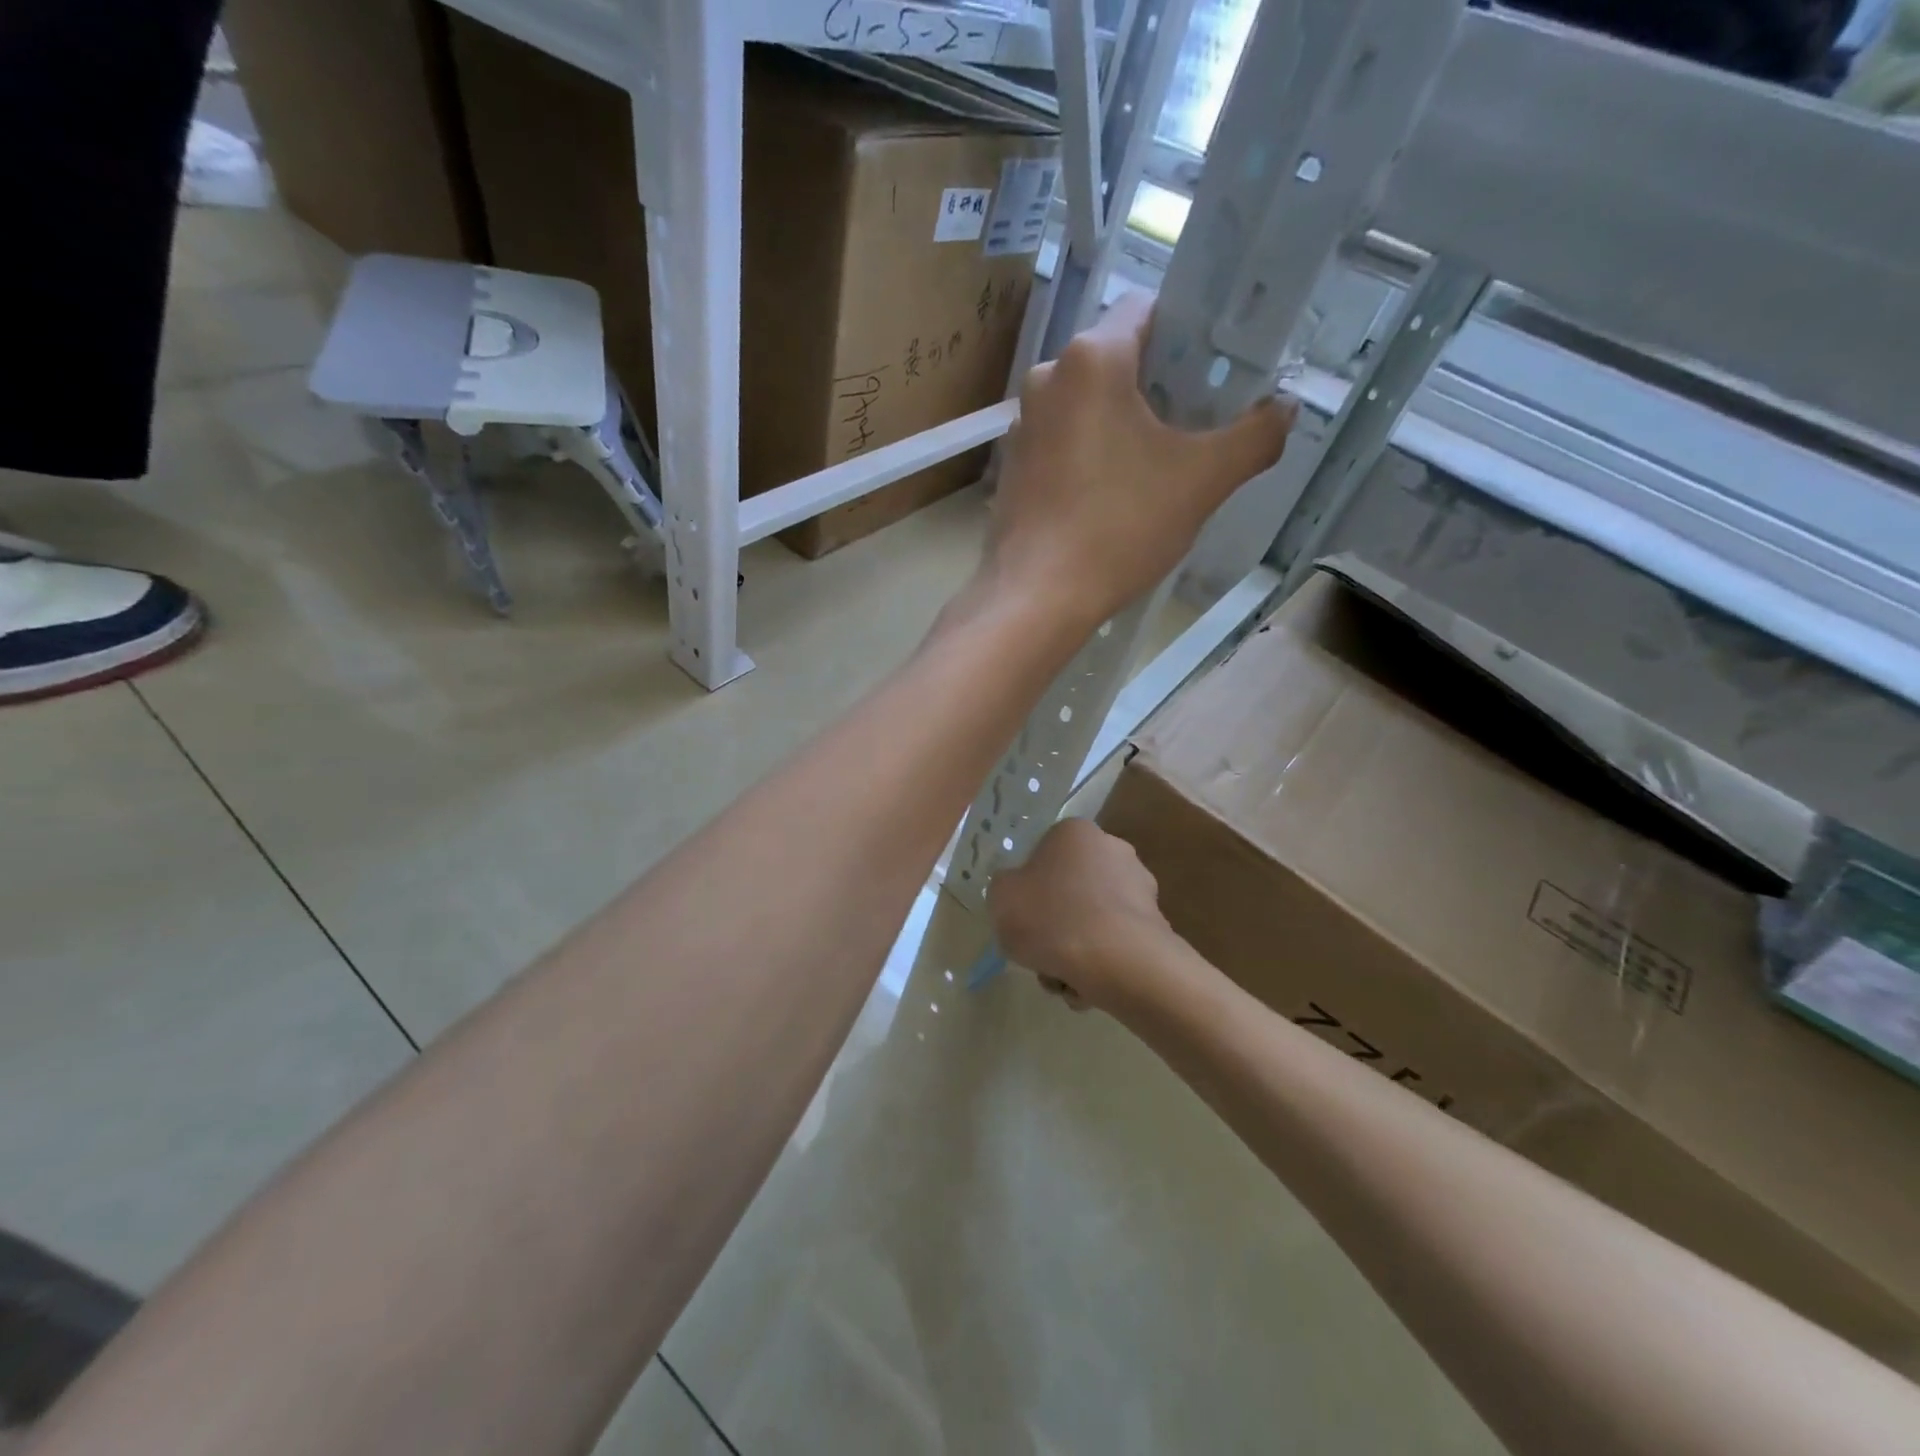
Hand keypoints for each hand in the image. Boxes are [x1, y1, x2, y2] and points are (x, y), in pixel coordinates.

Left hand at [987, 290, 1296, 630]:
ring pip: (1088, 404)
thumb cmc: (1119, 527)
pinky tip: (1114, 492)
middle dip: (1160, 383)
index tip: (1219, 369)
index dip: (1190, 332)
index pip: (1149, 309)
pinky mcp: (1013, 468)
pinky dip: (1092, 452)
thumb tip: (1285, 411)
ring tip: (1160, 463)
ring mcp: (1023, 426)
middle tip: (1199, 421)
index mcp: (1091, 359)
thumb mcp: (1202, 481)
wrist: (1038, 597)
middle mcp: (1047, 379)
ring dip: (1125, 421)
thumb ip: (1254, 437)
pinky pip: (1064, 441)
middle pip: (1117, 358)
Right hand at [987, 819, 1181, 1013]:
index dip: (1028, 892)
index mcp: (1074, 833)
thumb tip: (1021, 893)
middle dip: (1054, 928)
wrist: (1118, 962)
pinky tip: (1089, 987)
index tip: (1023, 920)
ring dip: (1075, 952)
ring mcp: (1140, 888)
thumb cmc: (1051, 919)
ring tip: (1064, 982)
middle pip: (1069, 893)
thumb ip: (1005, 888)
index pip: (1042, 857)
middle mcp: (1113, 850)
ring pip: (1092, 922)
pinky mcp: (1156, 924)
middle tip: (1041, 955)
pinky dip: (1101, 965)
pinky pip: (1116, 944)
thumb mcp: (1001, 898)